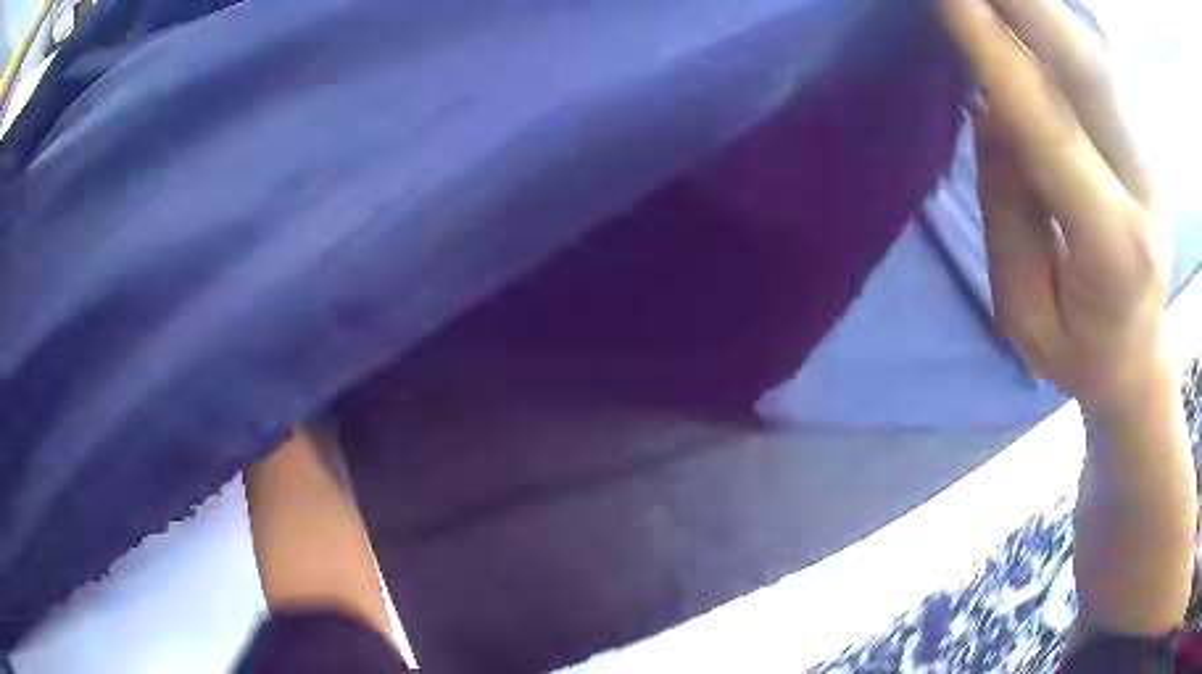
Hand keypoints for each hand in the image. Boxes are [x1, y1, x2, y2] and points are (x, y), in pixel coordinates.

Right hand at [940, 0, 1171, 414]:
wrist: (1140, 359)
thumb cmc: (1082, 353)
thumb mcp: (1028, 317)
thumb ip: (1011, 214)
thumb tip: (991, 109)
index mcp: (1116, 249)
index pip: (1053, 131)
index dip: (1000, 58)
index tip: (949, 0)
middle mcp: (1142, 188)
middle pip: (1088, 72)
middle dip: (1026, 4)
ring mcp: (1146, 158)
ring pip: (1093, 57)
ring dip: (1040, 5)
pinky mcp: (1139, 141)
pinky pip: (1096, 65)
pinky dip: (1057, 24)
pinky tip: (1029, 8)